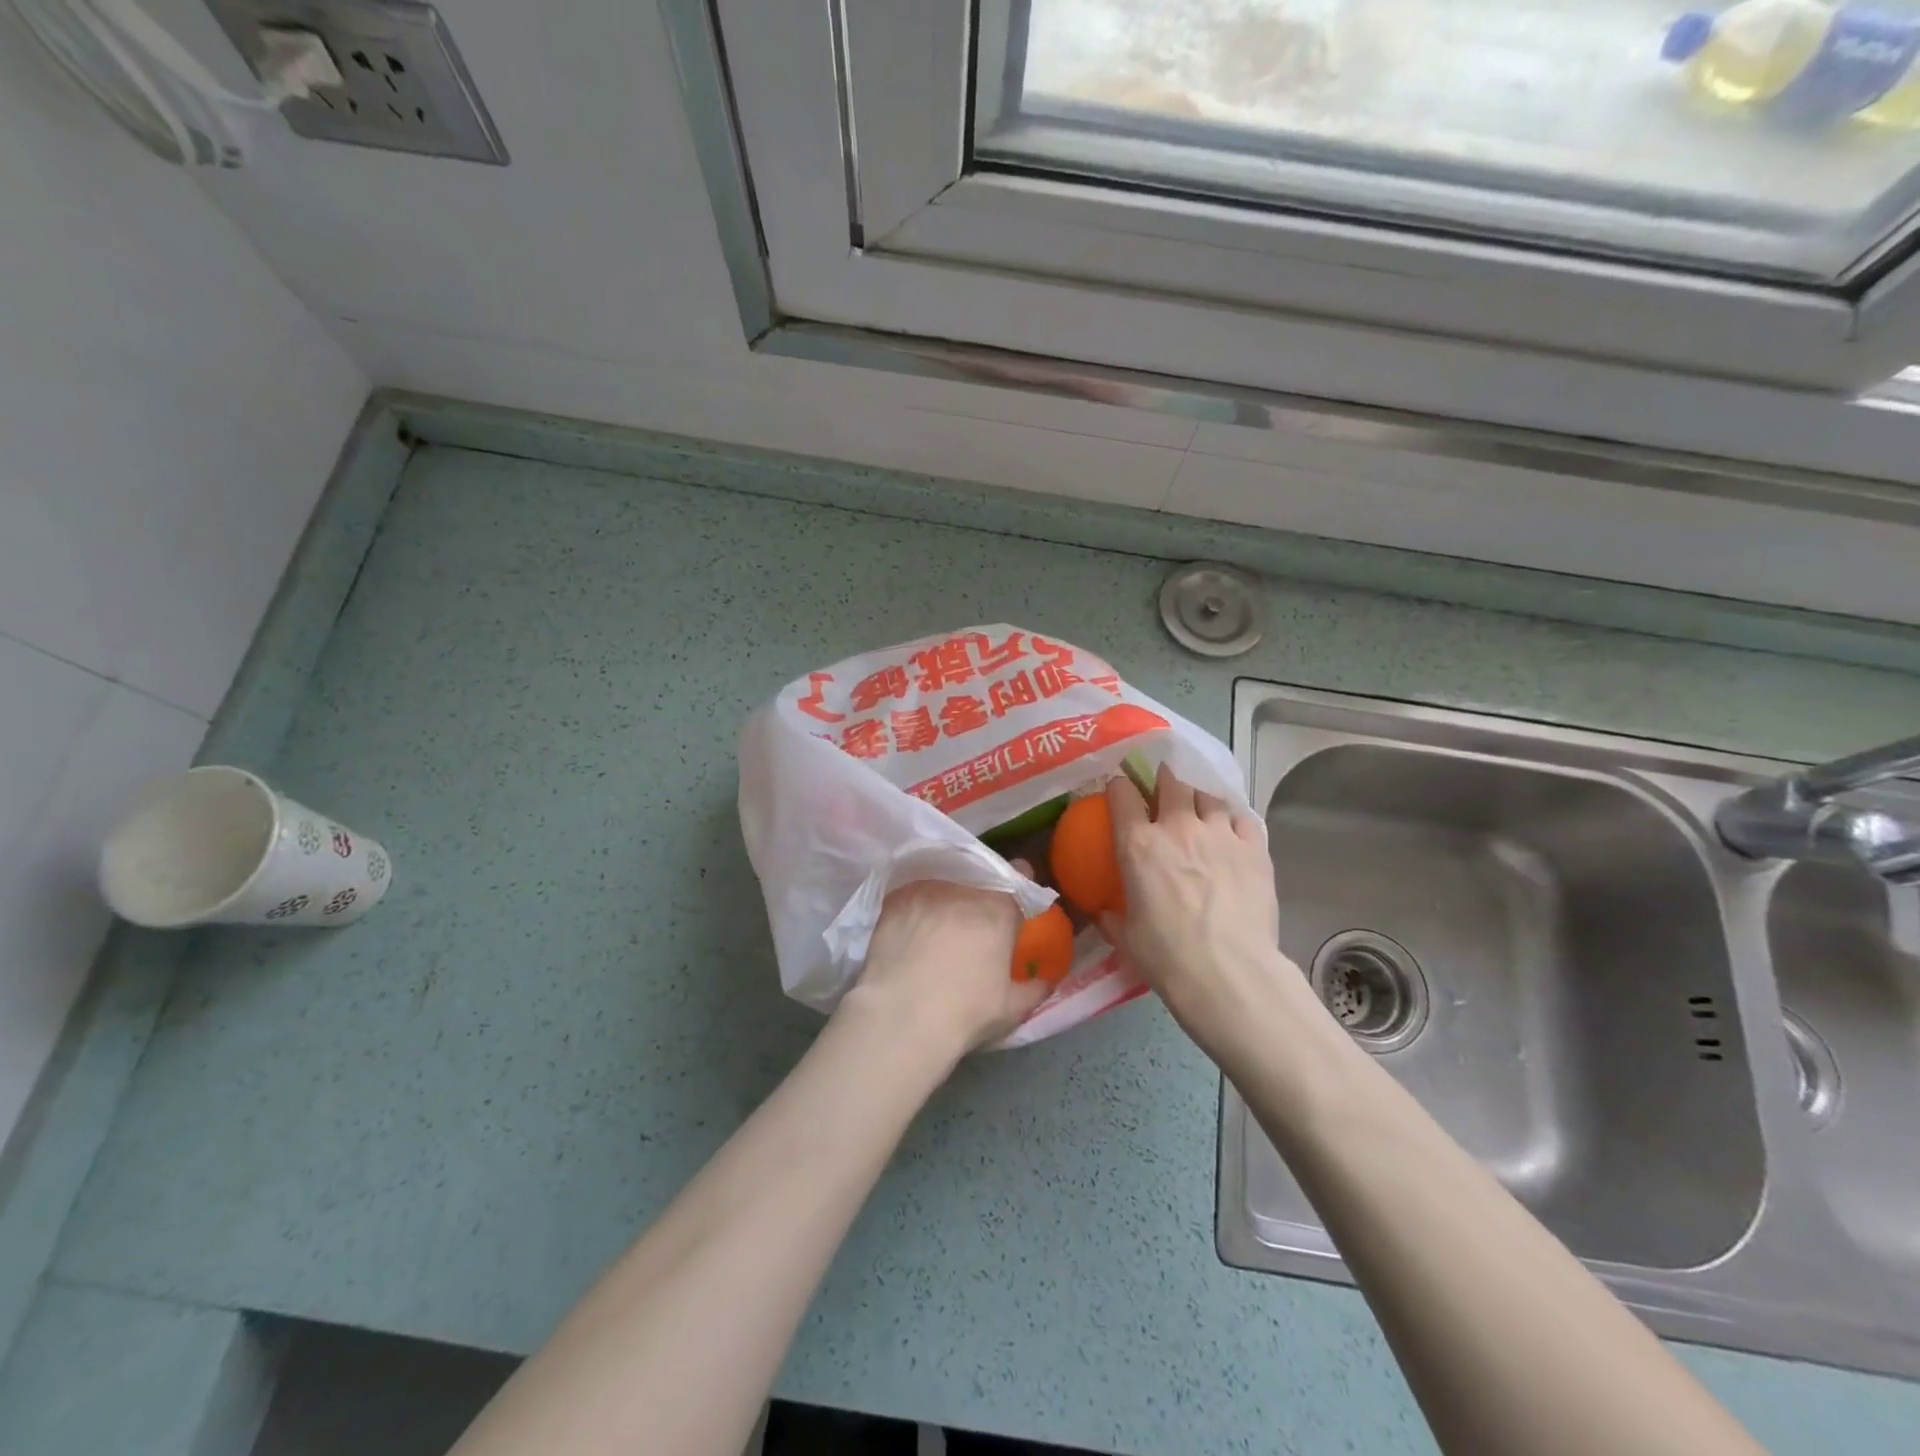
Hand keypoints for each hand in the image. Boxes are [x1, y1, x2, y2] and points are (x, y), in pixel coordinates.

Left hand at [840, 878, 1049, 1063]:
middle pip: (979, 877)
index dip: (1018, 886)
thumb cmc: (964, 1013)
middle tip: (974, 920)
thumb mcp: (1012, 1008)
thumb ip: (1035, 987)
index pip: (1019, 873)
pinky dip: (918, 905)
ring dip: (948, 897)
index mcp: (999, 909)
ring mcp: (927, 889)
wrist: (901, 1017)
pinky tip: (912, 926)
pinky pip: (914, 894)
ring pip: (945, 882)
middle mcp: (964, 888)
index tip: (1013, 903)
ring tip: (940, 923)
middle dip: (980, 894)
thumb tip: (1046, 979)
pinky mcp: (896, 899)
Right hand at [1101, 765, 1294, 1055]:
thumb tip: (1104, 912)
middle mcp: (1177, 828)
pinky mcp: (1254, 848)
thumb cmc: (1167, 957)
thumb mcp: (1126, 938)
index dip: (1118, 787)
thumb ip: (1113, 917)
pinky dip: (1233, 820)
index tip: (1118, 790)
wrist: (1229, 972)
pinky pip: (1242, 818)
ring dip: (1199, 798)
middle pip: (1170, 783)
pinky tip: (1232, 831)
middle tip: (1163, 787)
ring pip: (1208, 795)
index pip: (1122, 796)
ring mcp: (1220, 834)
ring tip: (1199, 808)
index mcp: (1138, 845)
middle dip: (1164, 779)